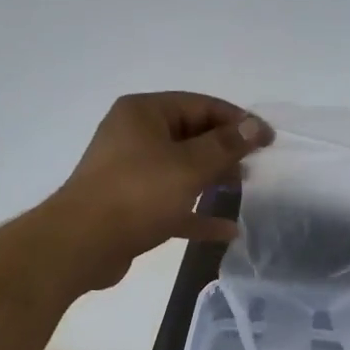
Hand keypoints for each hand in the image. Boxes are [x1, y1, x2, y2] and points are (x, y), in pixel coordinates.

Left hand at [41, 92, 265, 290]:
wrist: (81, 244)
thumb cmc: (137, 194)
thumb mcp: (189, 166)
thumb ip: (225, 146)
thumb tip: (254, 125)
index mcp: (144, 113)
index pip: (200, 105)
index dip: (237, 120)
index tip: (267, 139)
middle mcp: (135, 136)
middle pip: (191, 135)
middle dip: (225, 150)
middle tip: (257, 165)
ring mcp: (130, 172)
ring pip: (181, 169)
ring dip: (213, 179)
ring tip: (244, 189)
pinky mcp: (130, 206)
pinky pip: (172, 202)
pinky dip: (197, 212)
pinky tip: (227, 230)